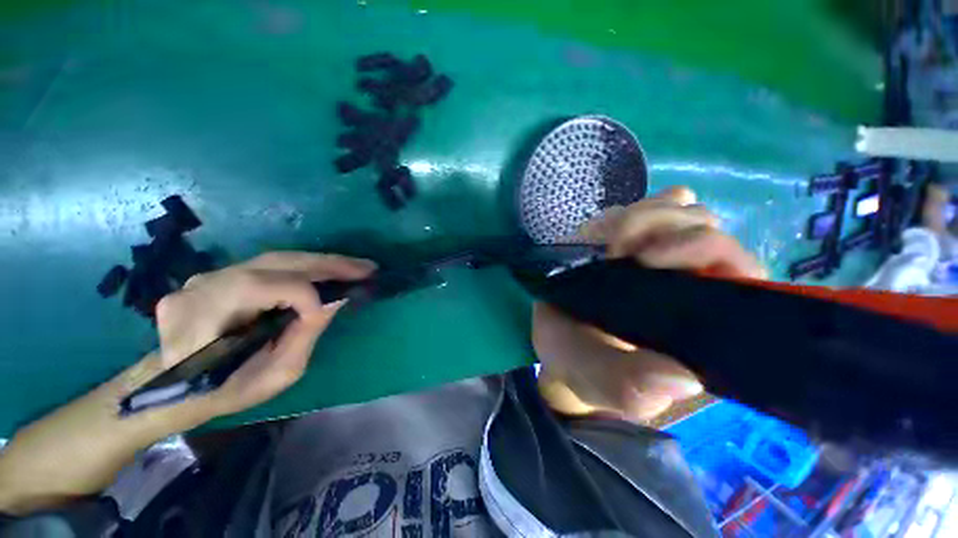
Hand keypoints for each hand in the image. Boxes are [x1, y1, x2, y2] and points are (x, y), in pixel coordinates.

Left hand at [153, 251, 376, 417]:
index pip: (260, 286)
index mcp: (202, 320)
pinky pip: (267, 266)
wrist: (172, 387)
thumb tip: (334, 300)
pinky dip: (302, 267)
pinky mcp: (218, 275)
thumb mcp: (272, 375)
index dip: (303, 294)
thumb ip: (304, 334)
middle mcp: (201, 287)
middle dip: (328, 263)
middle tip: (366, 267)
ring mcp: (205, 277)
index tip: (335, 306)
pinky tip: (325, 272)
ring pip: (275, 259)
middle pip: (274, 262)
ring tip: (354, 267)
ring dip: (321, 261)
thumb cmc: (224, 391)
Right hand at [534, 186, 764, 422]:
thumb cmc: (581, 367)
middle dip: (664, 225)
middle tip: (615, 247)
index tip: (648, 258)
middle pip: (707, 229)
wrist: (559, 346)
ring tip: (607, 241)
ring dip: (645, 214)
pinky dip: (638, 208)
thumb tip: (682, 378)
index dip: (705, 251)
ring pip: (680, 212)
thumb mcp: (598, 382)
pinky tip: (615, 225)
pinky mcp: (632, 246)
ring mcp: (660, 260)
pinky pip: (651, 210)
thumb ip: (629, 388)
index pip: (738, 271)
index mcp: (701, 325)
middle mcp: (691, 285)